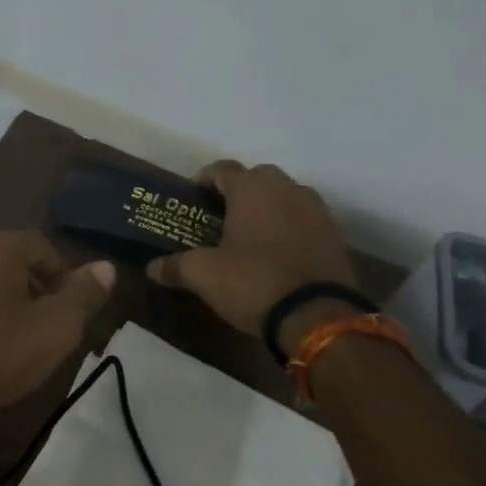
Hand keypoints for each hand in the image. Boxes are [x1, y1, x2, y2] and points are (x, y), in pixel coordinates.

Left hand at [0, 231, 114, 422]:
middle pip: (9, 261)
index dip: (62, 274)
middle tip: (47, 324)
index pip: (41, 246)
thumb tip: (106, 267)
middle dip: (32, 288)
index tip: (71, 307)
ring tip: (14, 340)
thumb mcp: (54, 328)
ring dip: (1, 303)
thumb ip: (82, 295)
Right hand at [146, 160, 357, 336]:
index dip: (203, 180)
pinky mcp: (335, 235)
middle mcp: (287, 188)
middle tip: (220, 216)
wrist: (317, 316)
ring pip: (285, 196)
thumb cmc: (253, 282)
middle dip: (238, 191)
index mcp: (252, 189)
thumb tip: (151, 267)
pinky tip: (277, 252)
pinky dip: (289, 227)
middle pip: (257, 178)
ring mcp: (317, 210)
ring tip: (249, 234)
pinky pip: (305, 220)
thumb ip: (175, 266)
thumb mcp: (203, 275)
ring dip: (267, 208)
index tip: (192, 198)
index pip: (222, 169)